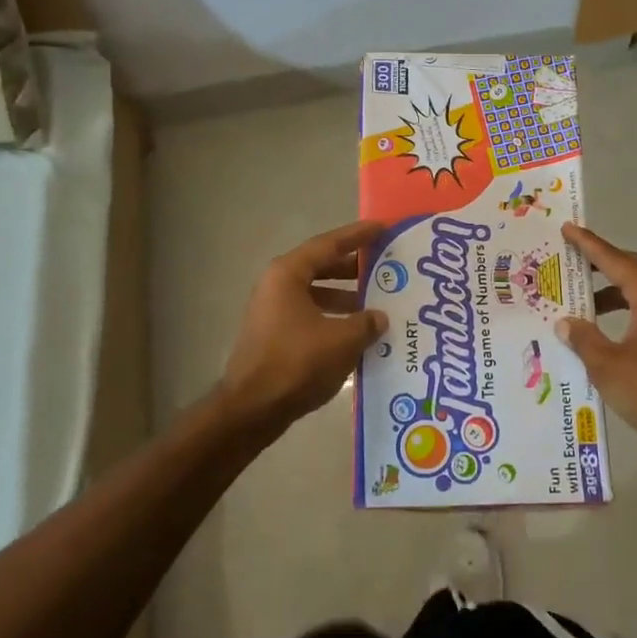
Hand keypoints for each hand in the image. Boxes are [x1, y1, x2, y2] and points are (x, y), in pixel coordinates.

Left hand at [218, 219, 387, 435]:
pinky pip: (310, 316)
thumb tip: (380, 317)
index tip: (382, 228)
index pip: (329, 244)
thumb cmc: (296, 363)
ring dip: (345, 297)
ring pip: (316, 293)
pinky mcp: (274, 336)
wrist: (252, 409)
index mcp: (288, 274)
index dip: (357, 236)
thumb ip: (366, 323)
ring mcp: (273, 312)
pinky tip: (356, 334)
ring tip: (376, 303)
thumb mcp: (342, 340)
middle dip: (354, 267)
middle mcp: (277, 285)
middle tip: (384, 266)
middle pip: (321, 266)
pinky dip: (333, 318)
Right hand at [557, 223, 636, 470]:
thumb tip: (565, 322)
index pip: (615, 261)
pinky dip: (622, 311)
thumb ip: (583, 338)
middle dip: (602, 262)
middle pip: (632, 269)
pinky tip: (603, 331)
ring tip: (580, 300)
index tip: (569, 229)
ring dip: (611, 291)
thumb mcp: (607, 365)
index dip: (589, 245)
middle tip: (572, 260)